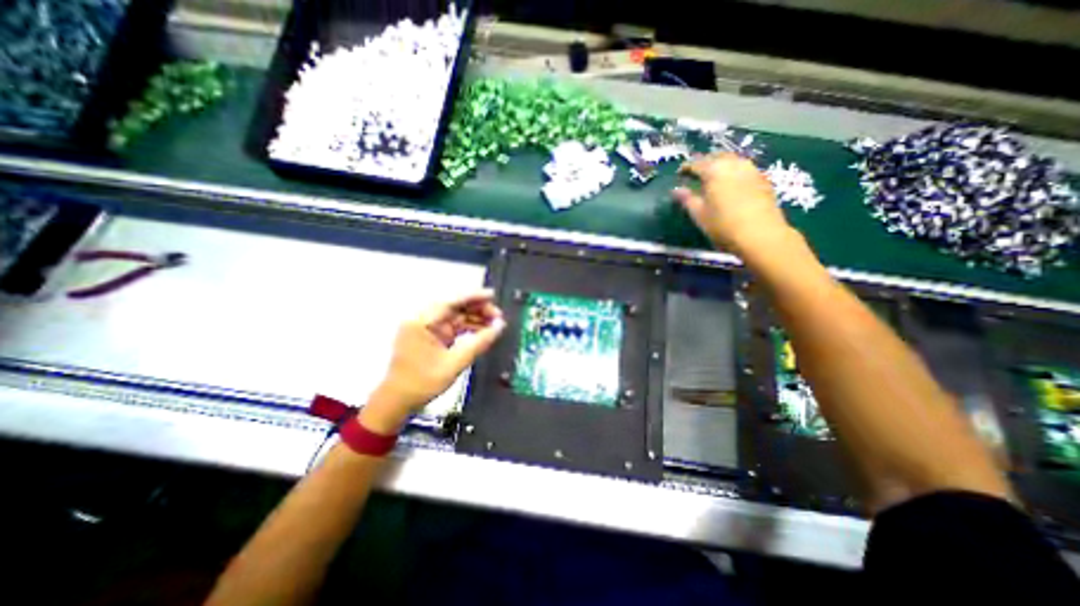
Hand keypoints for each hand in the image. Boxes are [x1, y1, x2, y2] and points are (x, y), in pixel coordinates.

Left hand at [361, 291, 506, 433]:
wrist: (397, 401)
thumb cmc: (422, 383)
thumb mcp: (454, 363)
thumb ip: (479, 343)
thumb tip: (500, 326)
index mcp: (422, 322)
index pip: (451, 302)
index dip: (473, 296)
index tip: (493, 296)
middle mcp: (423, 320)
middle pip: (454, 307)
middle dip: (477, 309)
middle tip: (498, 316)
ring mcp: (426, 328)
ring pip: (455, 317)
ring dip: (474, 319)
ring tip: (495, 324)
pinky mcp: (431, 337)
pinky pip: (452, 327)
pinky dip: (467, 328)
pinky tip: (482, 332)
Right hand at [672, 155, 791, 255]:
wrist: (760, 235)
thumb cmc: (723, 225)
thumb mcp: (699, 214)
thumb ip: (687, 199)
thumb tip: (676, 190)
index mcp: (714, 170)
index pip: (696, 163)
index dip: (686, 167)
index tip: (679, 174)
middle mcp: (733, 164)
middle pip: (716, 156)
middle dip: (705, 162)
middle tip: (696, 173)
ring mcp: (751, 170)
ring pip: (732, 160)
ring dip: (721, 165)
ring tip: (713, 177)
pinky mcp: (763, 180)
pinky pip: (744, 169)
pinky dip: (733, 172)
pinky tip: (731, 184)